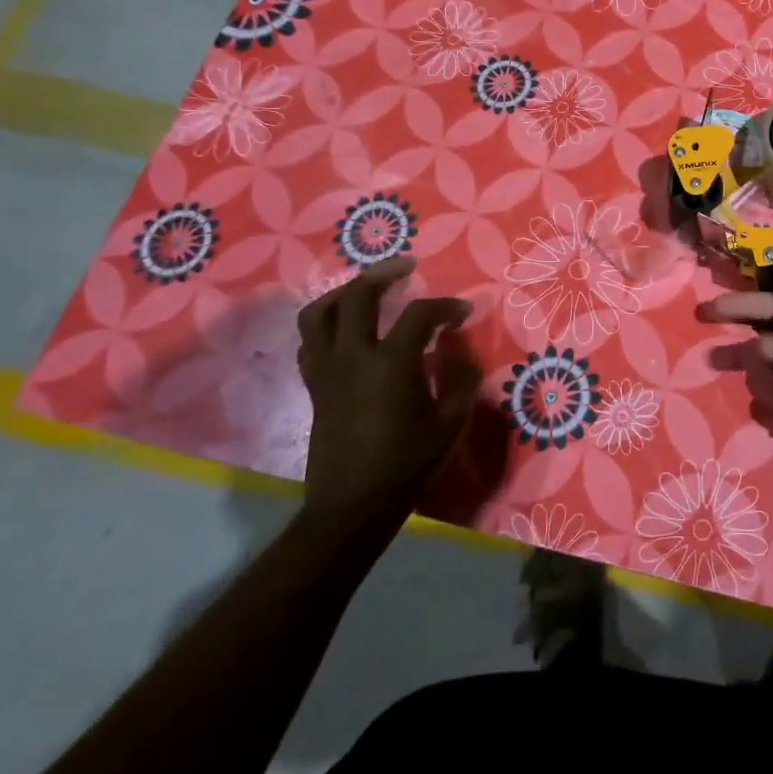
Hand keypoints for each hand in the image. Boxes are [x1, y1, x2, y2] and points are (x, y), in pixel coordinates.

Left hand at [295, 260, 480, 537]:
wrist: (353, 506)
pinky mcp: (314, 387)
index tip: (462, 312)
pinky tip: (346, 329)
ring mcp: (326, 371)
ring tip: (367, 288)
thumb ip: (460, 377)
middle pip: (357, 296)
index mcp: (391, 364)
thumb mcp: (450, 422)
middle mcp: (353, 357)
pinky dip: (326, 324)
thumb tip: (457, 347)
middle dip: (383, 274)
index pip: (419, 314)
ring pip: (318, 313)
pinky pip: (310, 342)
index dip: (445, 306)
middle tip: (407, 267)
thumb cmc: (408, 464)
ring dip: (344, 292)